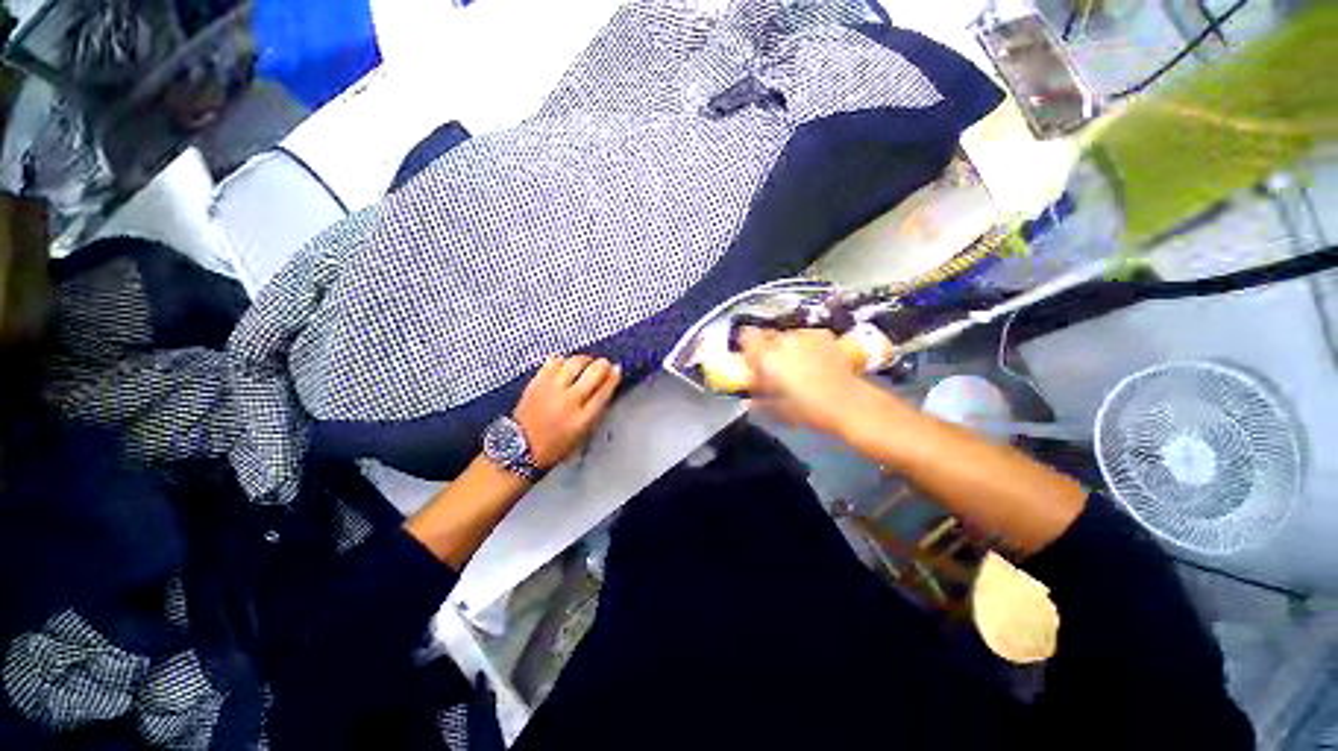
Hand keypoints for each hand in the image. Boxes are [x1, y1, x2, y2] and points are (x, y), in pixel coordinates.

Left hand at [514, 355, 621, 468]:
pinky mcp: (536, 382)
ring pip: (574, 362)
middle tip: (604, 364)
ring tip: (586, 363)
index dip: (614, 377)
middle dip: (603, 364)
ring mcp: (551, 389)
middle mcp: (569, 400)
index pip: (604, 390)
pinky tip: (566, 365)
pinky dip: (564, 360)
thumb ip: (597, 411)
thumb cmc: (556, 446)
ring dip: (584, 360)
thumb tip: (607, 387)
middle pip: (593, 372)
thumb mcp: (583, 435)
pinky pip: (554, 361)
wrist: (520, 448)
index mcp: (583, 418)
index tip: (617, 370)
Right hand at [738, 328, 870, 434]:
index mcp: (767, 356)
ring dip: (786, 346)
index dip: (746, 346)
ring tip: (797, 364)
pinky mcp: (824, 335)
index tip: (749, 358)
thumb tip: (748, 399)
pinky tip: (814, 359)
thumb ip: (758, 400)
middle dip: (767, 347)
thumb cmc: (807, 409)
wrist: (849, 403)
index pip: (746, 336)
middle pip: (767, 334)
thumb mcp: (775, 410)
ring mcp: (806, 335)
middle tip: (773, 366)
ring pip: (787, 335)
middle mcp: (784, 340)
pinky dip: (805, 345)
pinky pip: (807, 336)